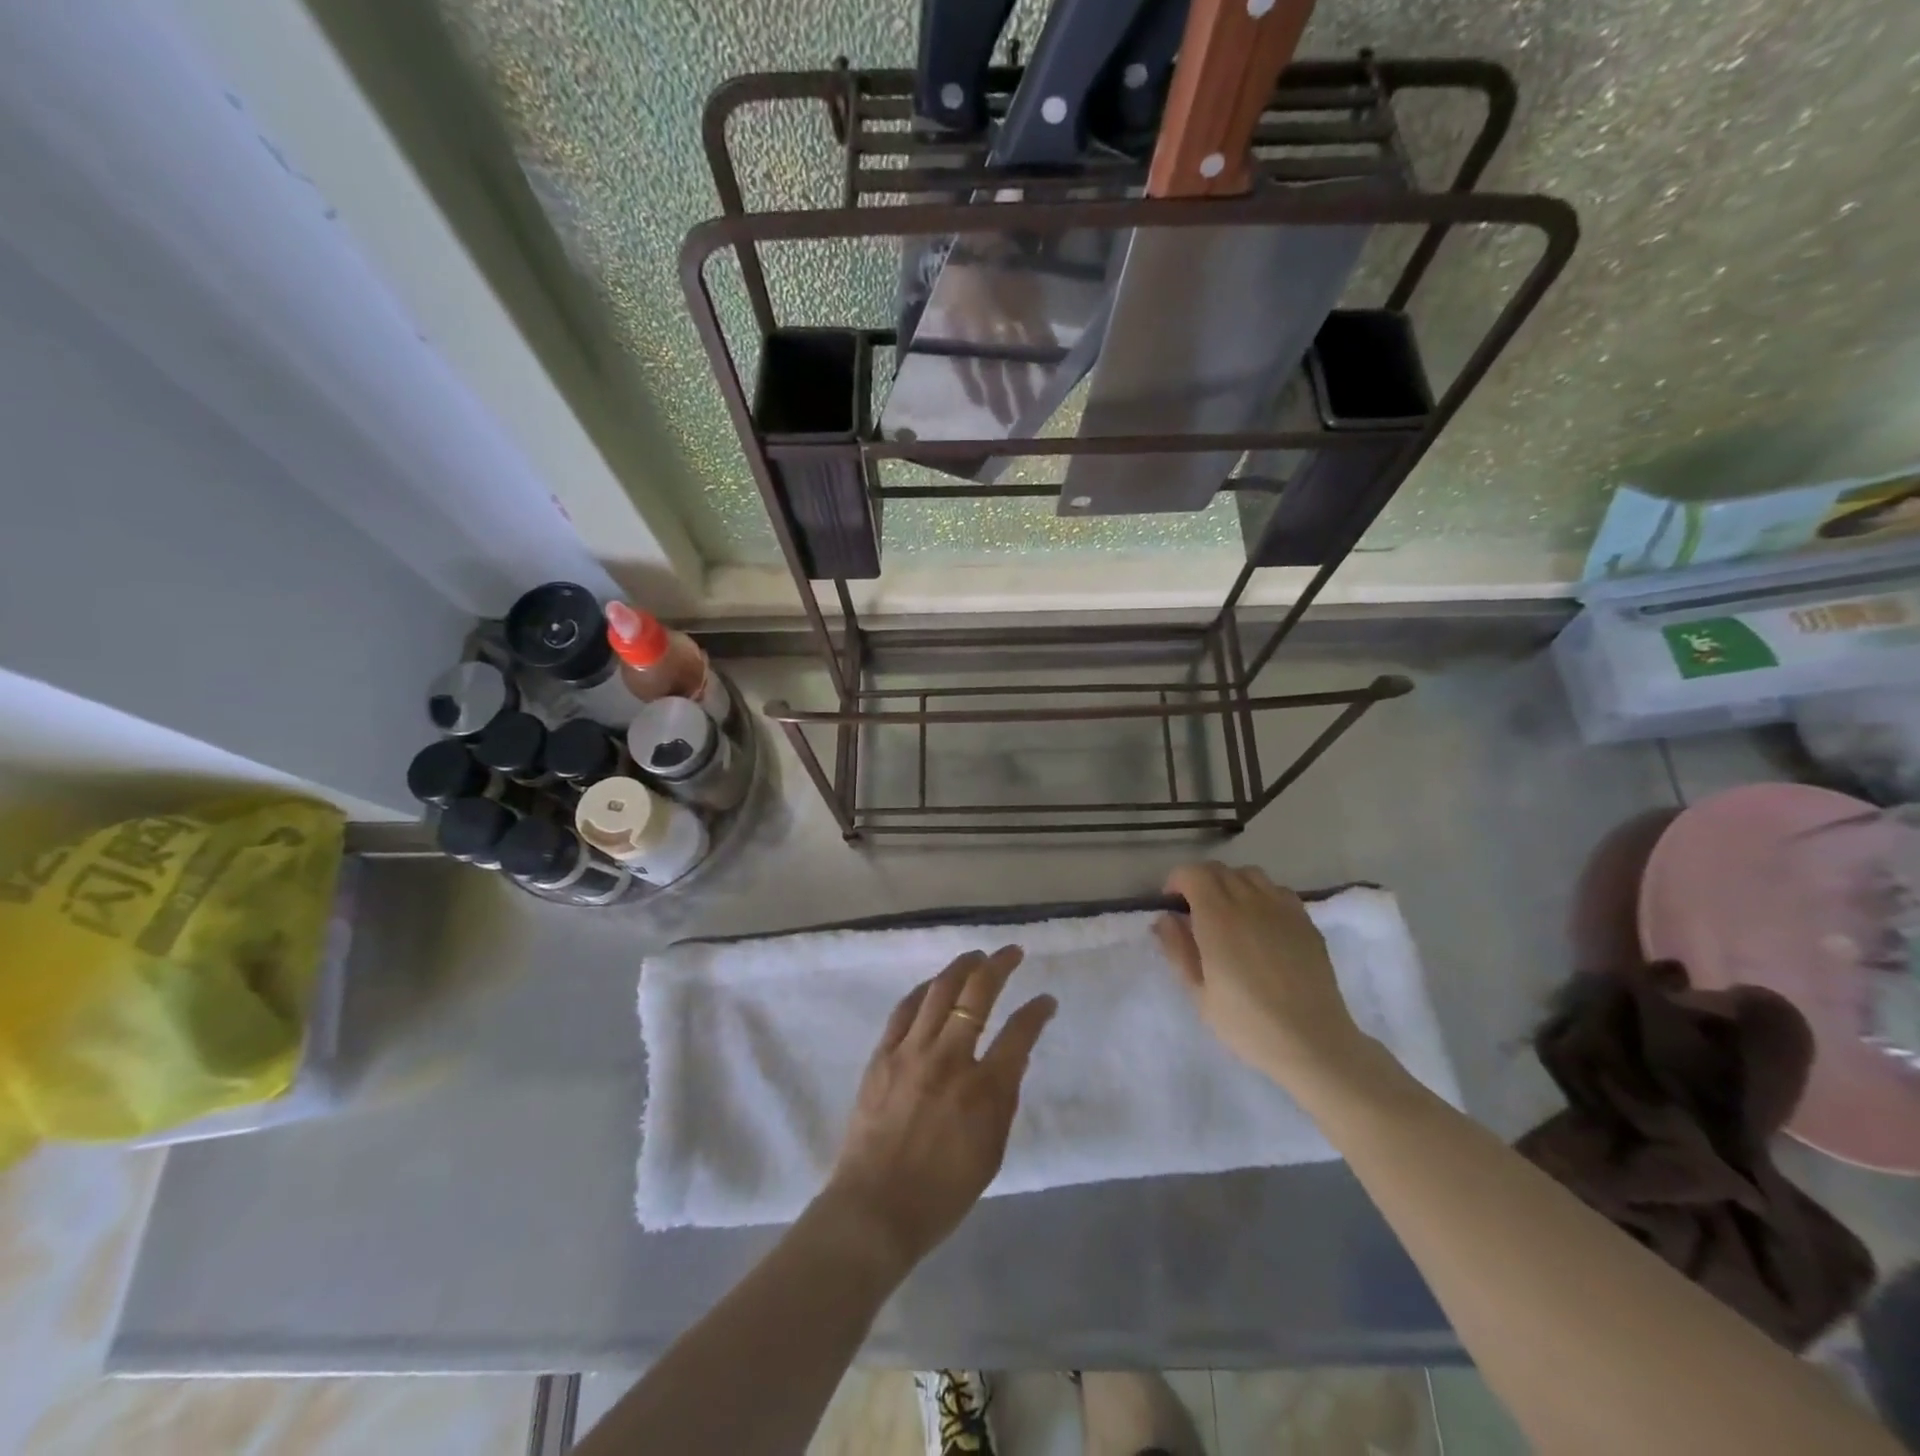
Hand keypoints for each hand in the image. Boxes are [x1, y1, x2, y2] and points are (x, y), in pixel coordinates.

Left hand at [819, 946, 1056, 1273]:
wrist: (875, 1209)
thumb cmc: (942, 1192)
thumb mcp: (991, 1152)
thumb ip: (1003, 1100)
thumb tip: (1011, 1058)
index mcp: (983, 1090)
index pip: (1019, 1033)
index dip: (1037, 1011)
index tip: (1046, 999)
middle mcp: (949, 1059)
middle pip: (977, 994)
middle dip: (999, 966)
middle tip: (1012, 952)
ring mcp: (912, 1052)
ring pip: (939, 990)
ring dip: (961, 966)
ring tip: (976, 955)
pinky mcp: (883, 1054)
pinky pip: (905, 1009)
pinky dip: (924, 990)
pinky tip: (933, 984)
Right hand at [1154, 863, 1374, 1092]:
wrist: (1312, 1042)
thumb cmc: (1246, 1022)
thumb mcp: (1198, 992)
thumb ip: (1177, 948)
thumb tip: (1166, 918)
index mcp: (1217, 916)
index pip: (1192, 873)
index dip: (1176, 882)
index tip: (1173, 905)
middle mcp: (1249, 901)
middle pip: (1219, 870)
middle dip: (1200, 882)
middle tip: (1195, 912)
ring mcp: (1282, 908)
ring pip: (1250, 874)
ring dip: (1231, 884)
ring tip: (1229, 913)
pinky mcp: (1306, 921)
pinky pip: (1277, 891)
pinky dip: (1261, 895)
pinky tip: (1261, 923)